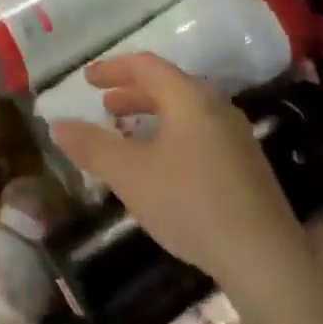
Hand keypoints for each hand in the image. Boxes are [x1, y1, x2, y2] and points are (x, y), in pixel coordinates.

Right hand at [49, 54, 302, 294]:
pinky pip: (200, 133)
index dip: (113, 69)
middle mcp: (216, 107)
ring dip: (152, 115)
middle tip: (105, 107)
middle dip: (132, 93)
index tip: (87, 80)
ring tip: (128, 135)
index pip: (146, 66)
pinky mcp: (246, 166)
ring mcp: (236, 137)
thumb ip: (92, 146)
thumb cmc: (190, 203)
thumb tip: (57, 124)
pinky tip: (162, 166)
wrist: (264, 257)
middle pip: (168, 86)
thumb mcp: (130, 174)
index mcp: (189, 98)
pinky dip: (172, 134)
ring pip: (186, 111)